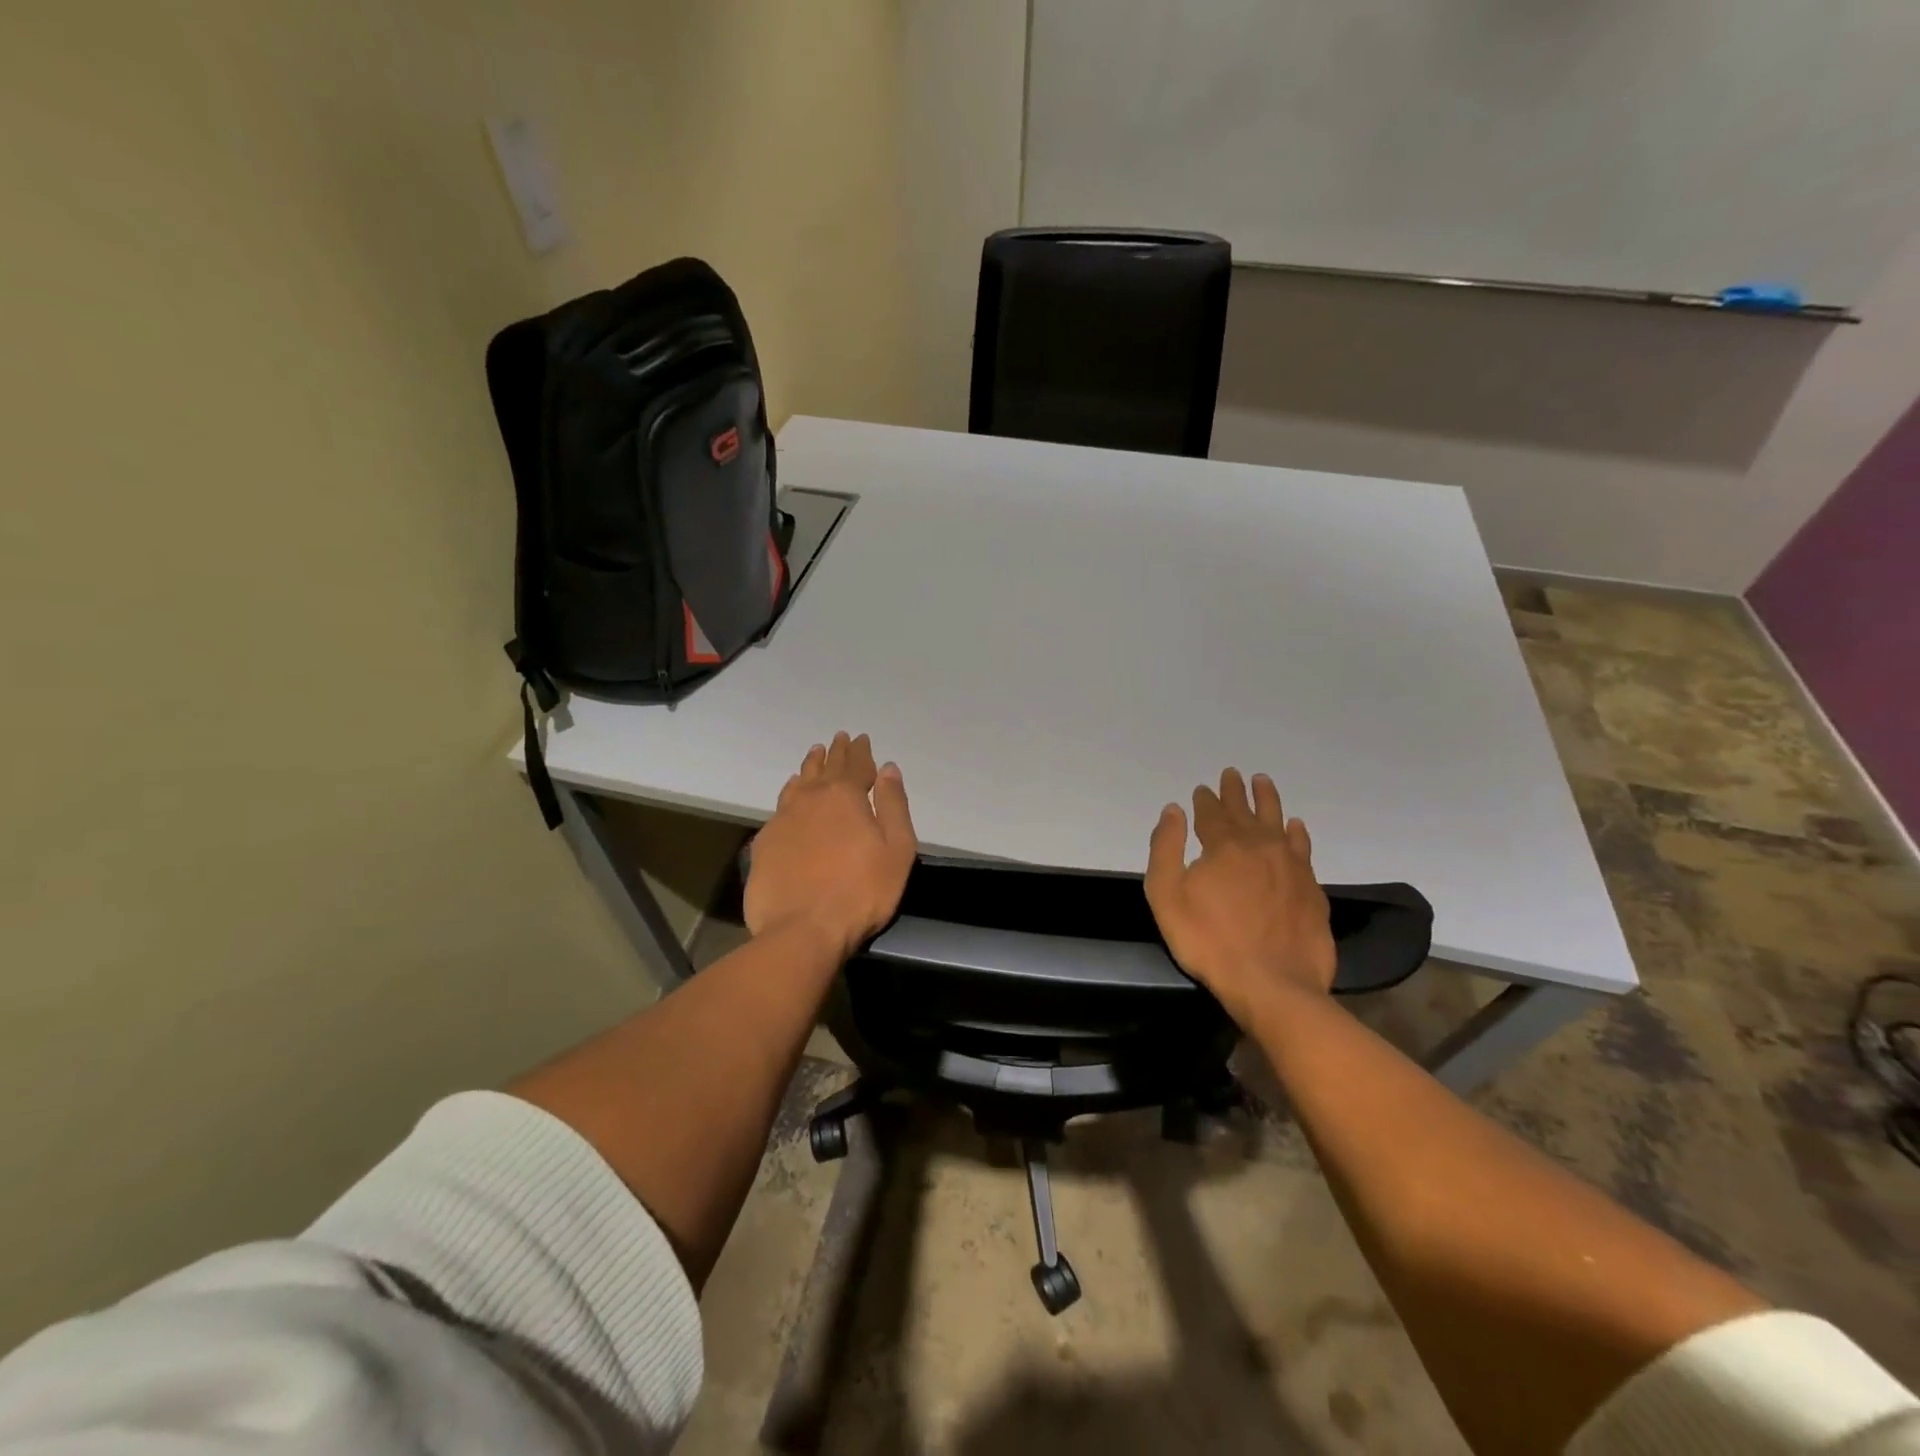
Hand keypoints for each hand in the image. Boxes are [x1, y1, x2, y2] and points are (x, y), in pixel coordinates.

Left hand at [744, 732, 917, 958]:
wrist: (802, 930)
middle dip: (835, 752)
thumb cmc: (861, 892)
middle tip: (839, 738)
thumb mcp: (897, 850)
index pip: (856, 764)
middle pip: (826, 768)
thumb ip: (894, 805)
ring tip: (814, 754)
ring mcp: (784, 819)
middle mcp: (812, 798)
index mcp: (846, 796)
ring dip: (809, 767)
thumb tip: (888, 769)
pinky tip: (790, 792)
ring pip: (799, 782)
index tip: (861, 738)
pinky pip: (780, 805)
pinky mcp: (765, 842)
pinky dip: (790, 792)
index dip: (861, 751)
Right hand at [1145, 768, 1336, 1025]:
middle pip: (1245, 811)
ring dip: (1268, 800)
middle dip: (1235, 791)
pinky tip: (1295, 827)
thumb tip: (1173, 810)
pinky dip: (1296, 833)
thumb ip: (1166, 849)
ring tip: (1263, 782)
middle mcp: (1259, 846)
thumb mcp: (1167, 896)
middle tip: (1233, 773)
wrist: (1272, 984)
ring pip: (1278, 821)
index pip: (1211, 813)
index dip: (1205, 799)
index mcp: (1223, 845)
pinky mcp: (1311, 889)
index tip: (1202, 789)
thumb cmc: (1209, 941)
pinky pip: (1303, 848)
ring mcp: (1290, 866)